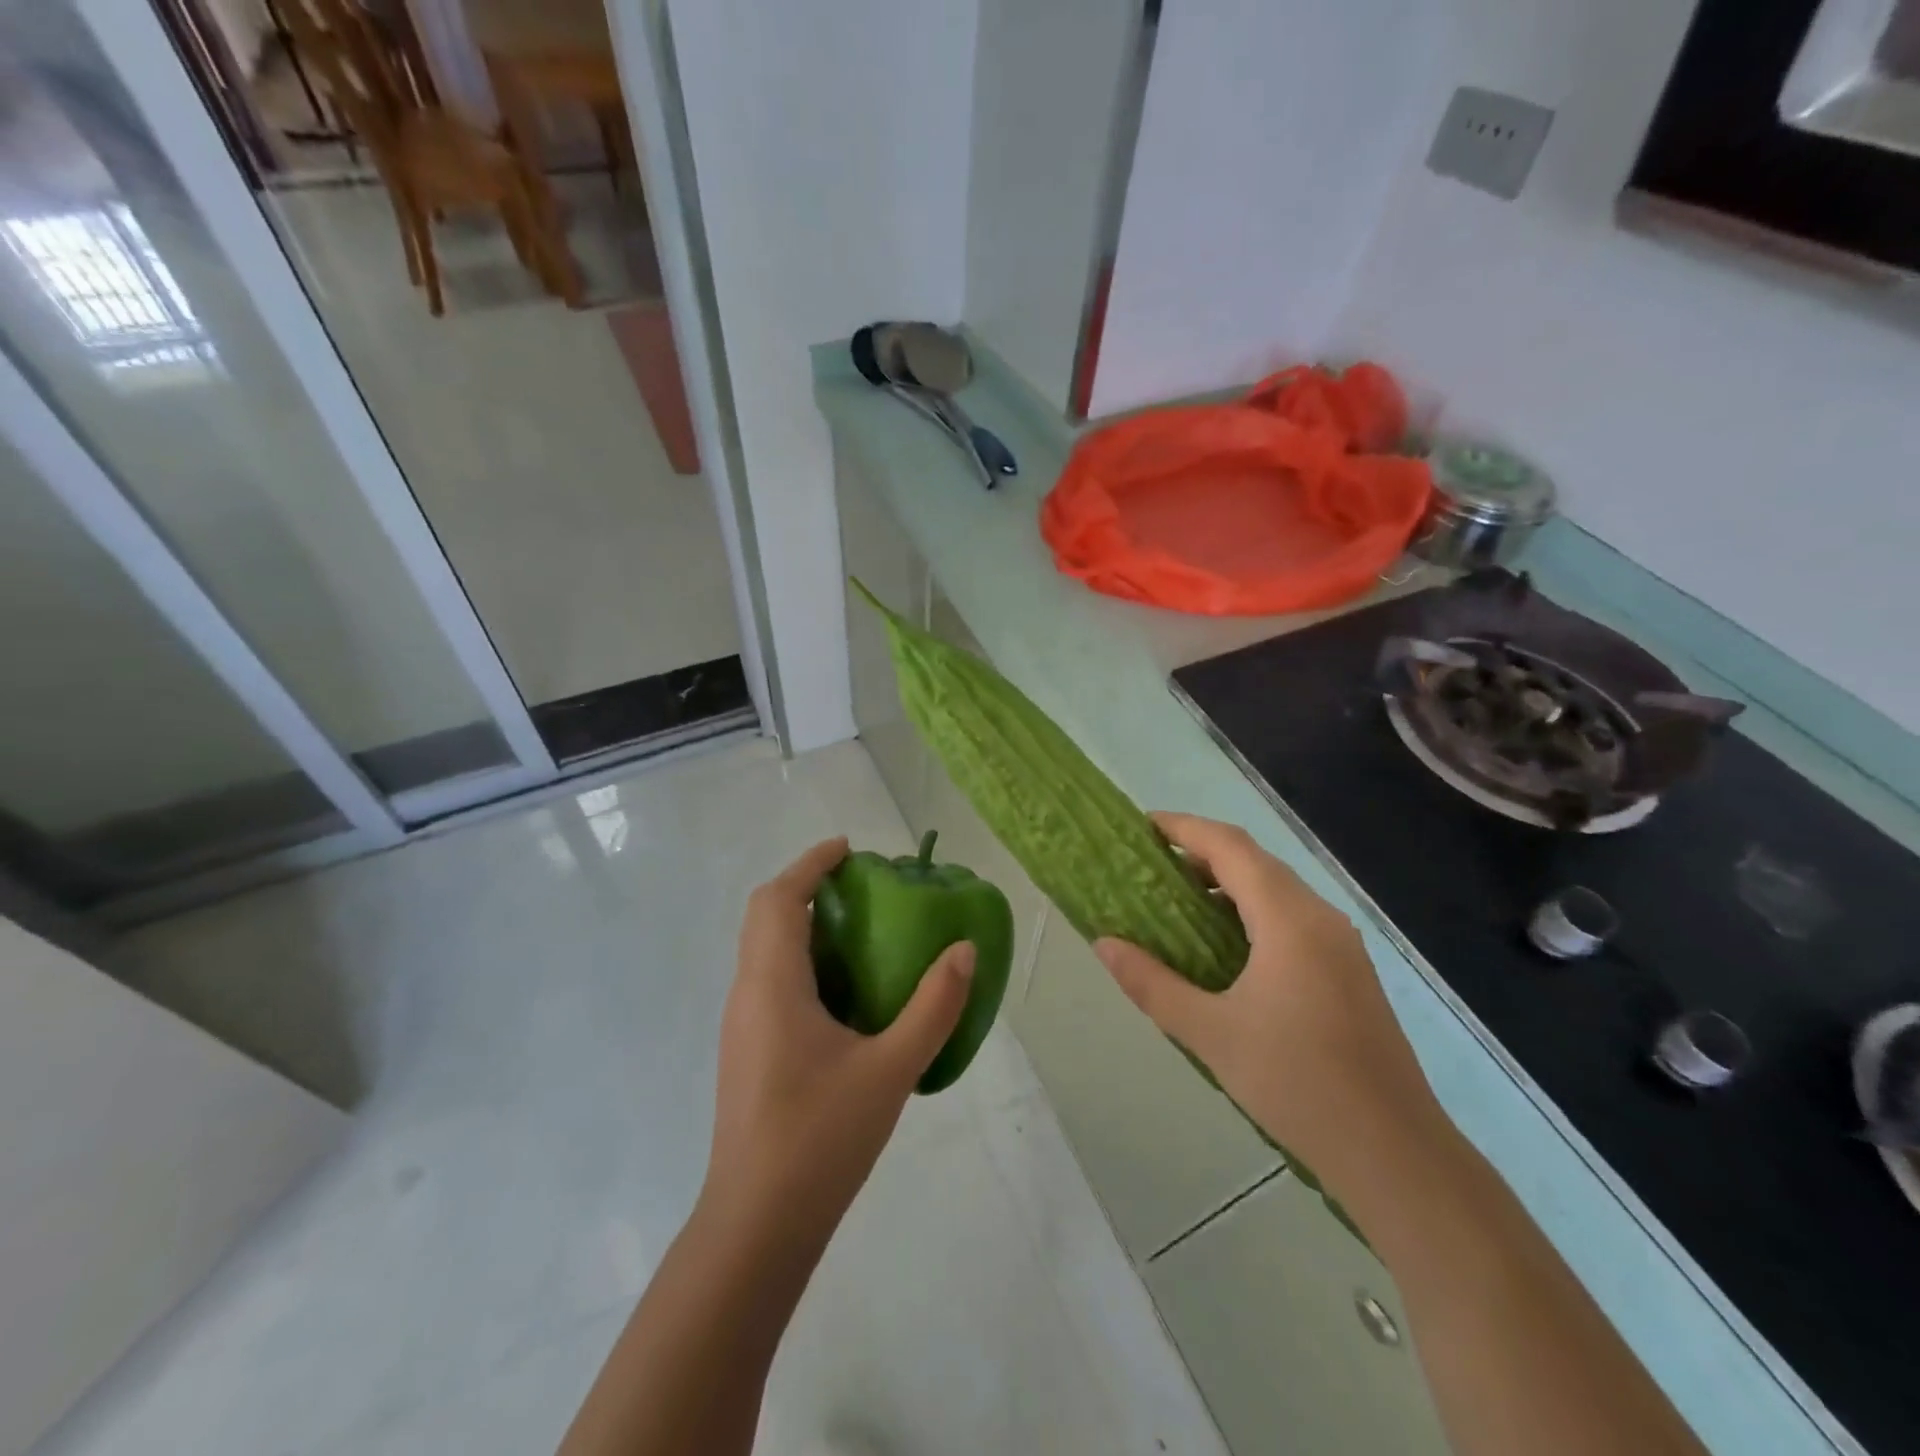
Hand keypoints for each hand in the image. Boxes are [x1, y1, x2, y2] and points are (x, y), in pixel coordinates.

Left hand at [701, 838, 974, 1251]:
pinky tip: (845, 993)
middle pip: (766, 916)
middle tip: (861, 886)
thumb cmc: (820, 1139)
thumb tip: (963, 952)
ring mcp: (742, 1026)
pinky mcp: (747, 1052)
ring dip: (804, 924)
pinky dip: (802, 960)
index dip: (810, 864)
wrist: (756, 1227)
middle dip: (807, 887)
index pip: (779, 899)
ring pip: (765, 950)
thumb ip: (932, 1007)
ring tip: (860, 930)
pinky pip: (770, 981)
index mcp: (772, 985)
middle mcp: (748, 994)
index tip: (849, 849)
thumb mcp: (890, 1069)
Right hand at [1094, 813, 1443, 1195]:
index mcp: (1289, 920)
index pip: (1231, 847)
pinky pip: (1291, 918)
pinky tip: (1224, 946)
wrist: (1394, 1153)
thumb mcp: (1209, 1033)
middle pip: (1254, 862)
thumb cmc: (1296, 1084)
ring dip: (1226, 884)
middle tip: (1149, 866)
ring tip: (1176, 903)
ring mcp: (1341, 944)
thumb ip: (1151, 983)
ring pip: (1276, 890)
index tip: (1142, 826)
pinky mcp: (1348, 971)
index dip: (1185, 829)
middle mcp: (1320, 917)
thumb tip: (1104, 944)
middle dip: (1201, 854)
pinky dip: (1250, 912)